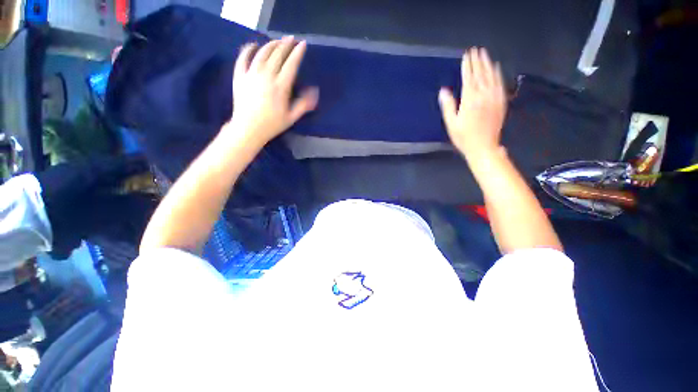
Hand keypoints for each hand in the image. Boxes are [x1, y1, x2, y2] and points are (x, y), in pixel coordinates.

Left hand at [227, 37, 318, 146]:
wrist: (248, 128)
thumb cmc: (272, 125)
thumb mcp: (292, 117)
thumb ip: (303, 104)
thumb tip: (314, 92)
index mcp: (281, 86)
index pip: (291, 64)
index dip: (298, 52)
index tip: (303, 44)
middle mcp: (267, 75)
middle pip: (277, 54)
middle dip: (286, 44)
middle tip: (291, 38)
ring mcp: (251, 73)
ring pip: (262, 52)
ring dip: (271, 44)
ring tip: (277, 41)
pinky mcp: (240, 75)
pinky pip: (243, 57)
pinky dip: (249, 49)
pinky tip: (254, 45)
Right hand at [438, 47, 506, 160]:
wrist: (483, 147)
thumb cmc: (464, 137)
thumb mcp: (451, 123)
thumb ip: (448, 106)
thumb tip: (443, 91)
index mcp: (470, 100)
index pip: (469, 78)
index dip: (467, 65)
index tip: (466, 55)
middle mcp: (483, 95)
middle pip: (481, 74)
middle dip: (477, 61)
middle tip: (475, 50)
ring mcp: (494, 98)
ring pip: (491, 76)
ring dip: (487, 64)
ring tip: (484, 54)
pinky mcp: (501, 102)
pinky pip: (500, 84)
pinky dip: (498, 74)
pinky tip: (496, 68)